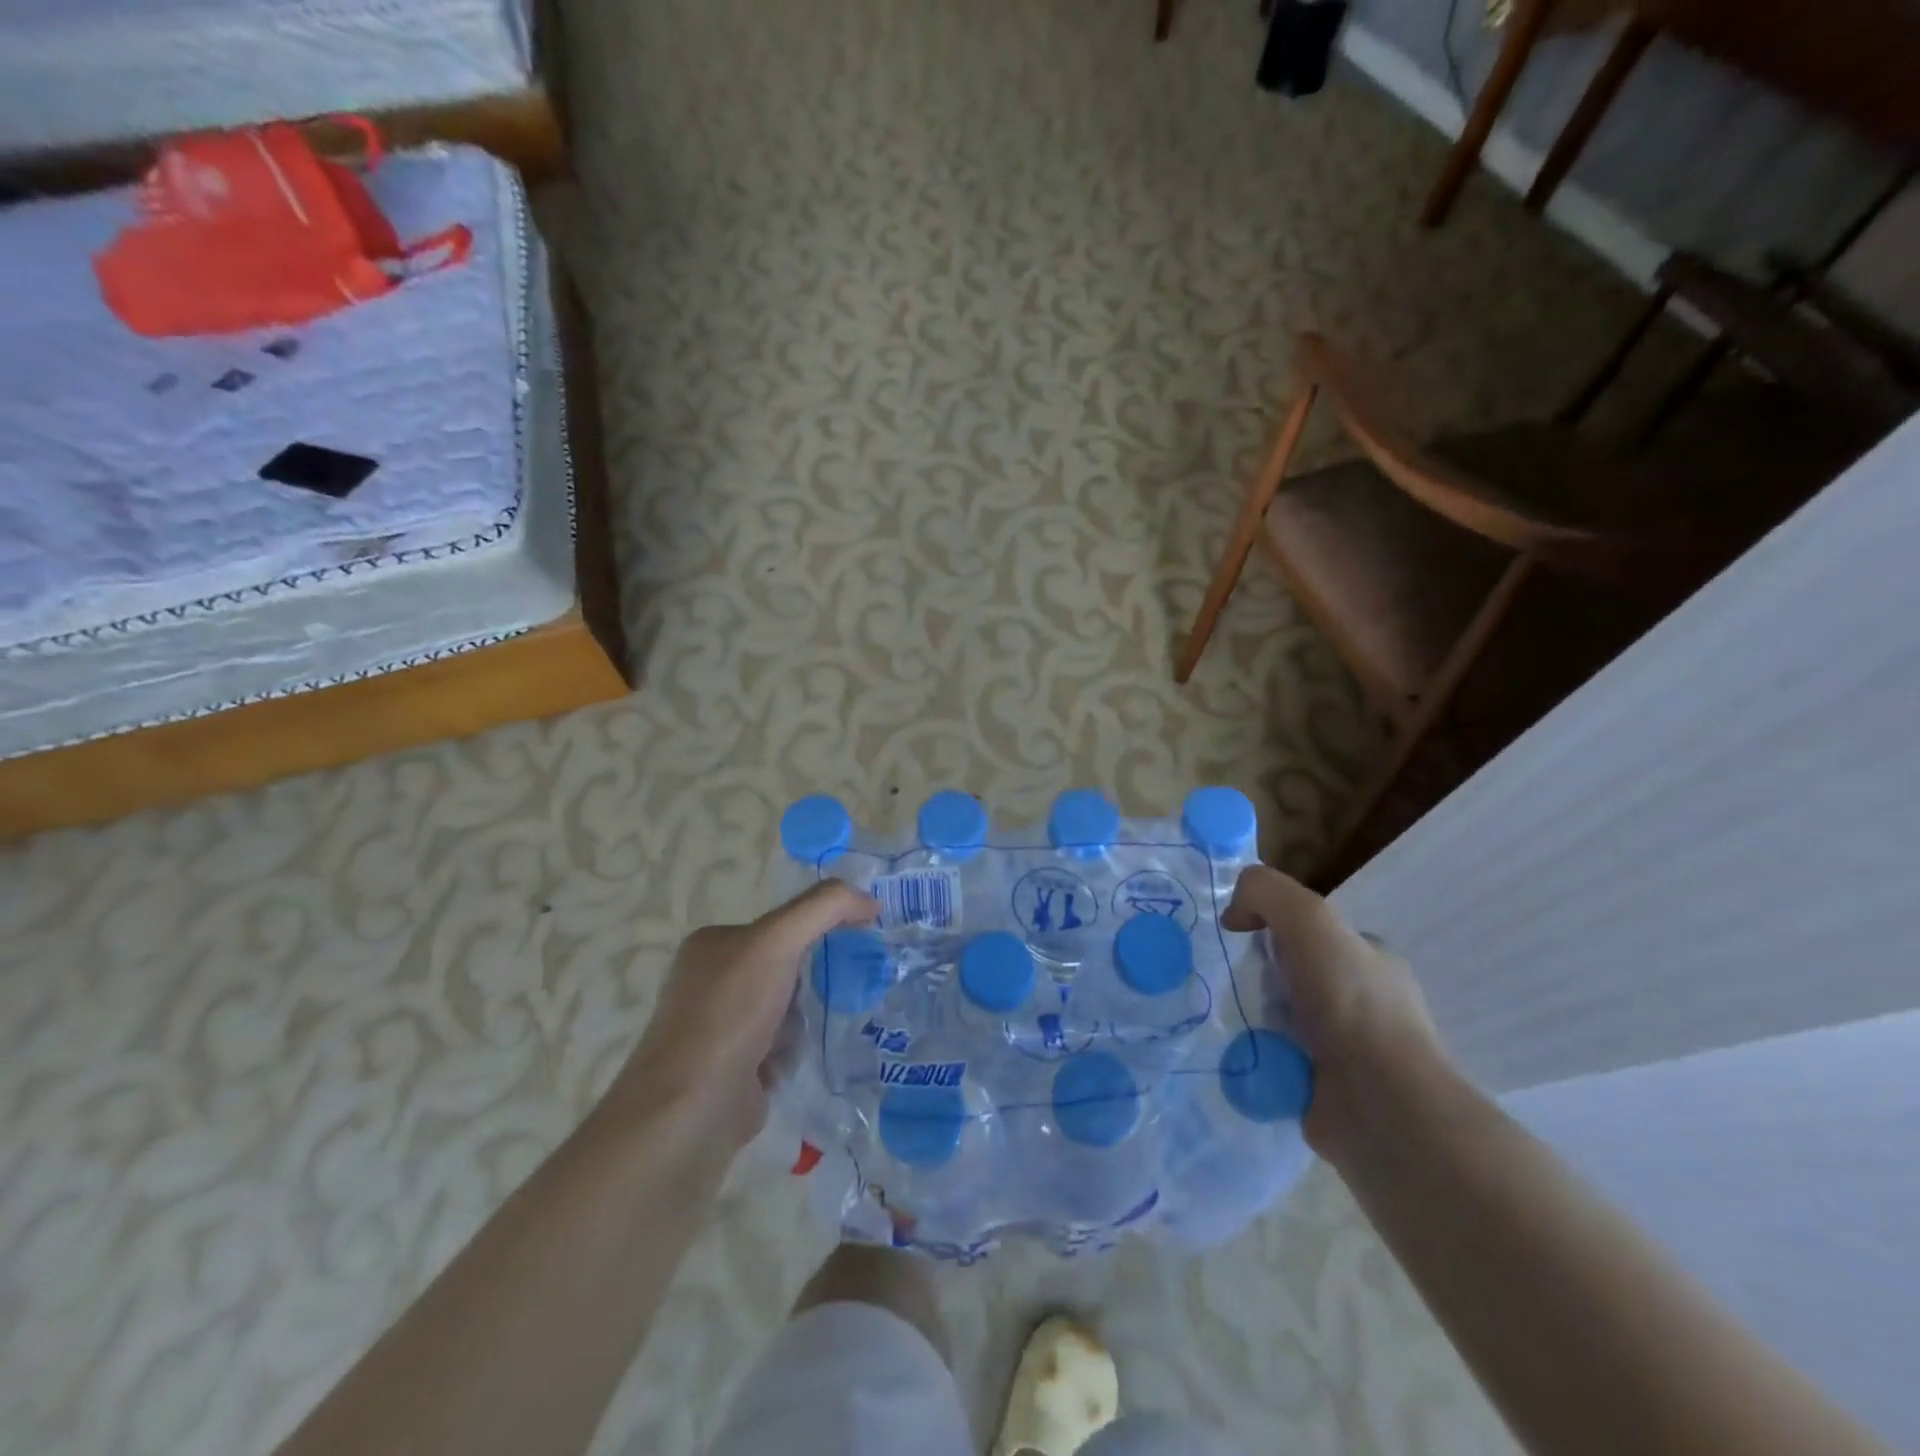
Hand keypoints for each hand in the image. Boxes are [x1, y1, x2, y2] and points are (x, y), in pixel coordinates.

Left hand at [607, 882, 877, 1149]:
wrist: (693, 1108)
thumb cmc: (731, 1012)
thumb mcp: (778, 940)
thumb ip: (824, 908)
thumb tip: (870, 901)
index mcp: (710, 944)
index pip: (778, 924)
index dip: (818, 928)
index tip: (853, 943)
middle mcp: (709, 981)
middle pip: (784, 967)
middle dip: (812, 979)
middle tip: (844, 986)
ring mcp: (718, 1028)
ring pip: (785, 1008)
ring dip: (805, 1018)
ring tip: (818, 1027)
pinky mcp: (732, 1069)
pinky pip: (780, 1047)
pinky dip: (795, 1051)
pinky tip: (800, 1058)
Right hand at [1221, 865, 1443, 1163]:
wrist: (1380, 1105)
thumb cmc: (1351, 1003)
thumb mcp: (1309, 918)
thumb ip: (1266, 892)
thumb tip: (1234, 915)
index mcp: (1370, 962)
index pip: (1311, 936)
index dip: (1272, 930)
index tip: (1238, 941)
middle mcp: (1361, 1004)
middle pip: (1289, 977)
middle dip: (1254, 978)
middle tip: (1220, 981)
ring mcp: (1344, 1052)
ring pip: (1277, 1021)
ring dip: (1246, 1018)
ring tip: (1215, 1017)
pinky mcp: (1321, 1091)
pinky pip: (1271, 1062)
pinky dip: (1248, 1057)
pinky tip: (1227, 1052)